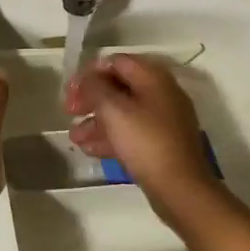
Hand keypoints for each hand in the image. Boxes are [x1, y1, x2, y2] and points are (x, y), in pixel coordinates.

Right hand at [65, 55, 215, 219]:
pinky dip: (110, 137)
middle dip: (91, 98)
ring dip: (96, 121)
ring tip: (74, 137)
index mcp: (154, 78)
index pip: (116, 62)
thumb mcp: (114, 110)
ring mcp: (163, 121)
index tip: (71, 90)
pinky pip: (131, 133)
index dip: (90, 72)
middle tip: (69, 111)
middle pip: (119, 87)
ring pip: (123, 112)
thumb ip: (95, 88)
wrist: (180, 188)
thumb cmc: (145, 142)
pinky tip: (88, 149)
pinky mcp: (161, 144)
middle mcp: (161, 94)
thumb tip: (87, 78)